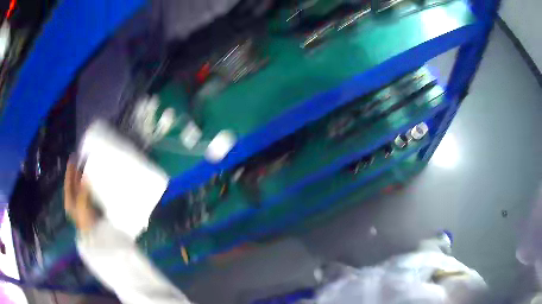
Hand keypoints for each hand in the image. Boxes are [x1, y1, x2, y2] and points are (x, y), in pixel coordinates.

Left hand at [64, 159, 97, 230]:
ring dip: (85, 178)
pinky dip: (90, 185)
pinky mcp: (90, 207)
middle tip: (83, 158)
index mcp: (69, 200)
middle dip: (78, 171)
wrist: (98, 237)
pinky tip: (95, 180)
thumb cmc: (87, 220)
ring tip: (90, 166)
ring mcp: (82, 205)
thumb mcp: (82, 205)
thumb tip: (85, 175)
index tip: (74, 156)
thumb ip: (82, 190)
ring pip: (81, 187)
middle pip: (74, 183)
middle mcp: (74, 202)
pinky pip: (89, 192)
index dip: (70, 169)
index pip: (68, 181)